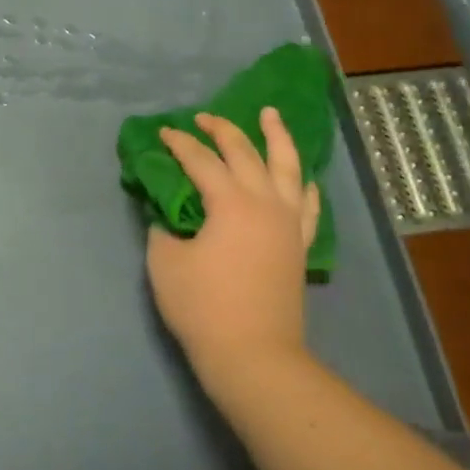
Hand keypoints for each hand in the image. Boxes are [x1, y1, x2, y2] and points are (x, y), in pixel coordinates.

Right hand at [146, 108, 319, 400]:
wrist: (254, 355)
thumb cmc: (203, 307)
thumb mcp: (165, 262)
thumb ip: (163, 229)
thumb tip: (167, 217)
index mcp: (230, 203)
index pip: (201, 160)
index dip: (179, 143)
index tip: (163, 133)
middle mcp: (265, 203)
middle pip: (245, 153)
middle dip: (222, 130)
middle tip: (203, 117)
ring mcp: (288, 223)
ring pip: (288, 167)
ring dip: (277, 137)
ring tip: (270, 114)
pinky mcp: (298, 245)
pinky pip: (307, 204)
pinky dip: (303, 184)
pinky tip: (301, 176)